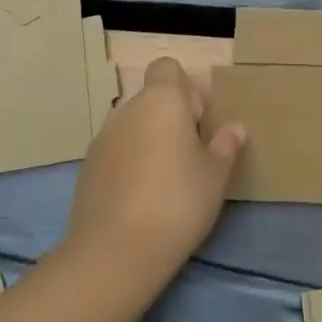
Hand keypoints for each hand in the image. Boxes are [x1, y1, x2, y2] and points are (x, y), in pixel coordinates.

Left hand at [65, 58, 245, 286]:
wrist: (114, 254)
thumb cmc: (177, 203)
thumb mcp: (215, 176)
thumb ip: (226, 146)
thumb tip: (235, 128)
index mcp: (161, 101)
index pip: (167, 68)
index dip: (186, 88)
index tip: (199, 121)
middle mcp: (127, 110)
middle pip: (152, 98)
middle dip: (171, 118)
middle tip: (191, 155)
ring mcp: (102, 139)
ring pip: (133, 126)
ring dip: (150, 140)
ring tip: (167, 180)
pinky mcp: (87, 168)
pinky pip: (116, 152)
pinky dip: (130, 163)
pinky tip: (141, 198)